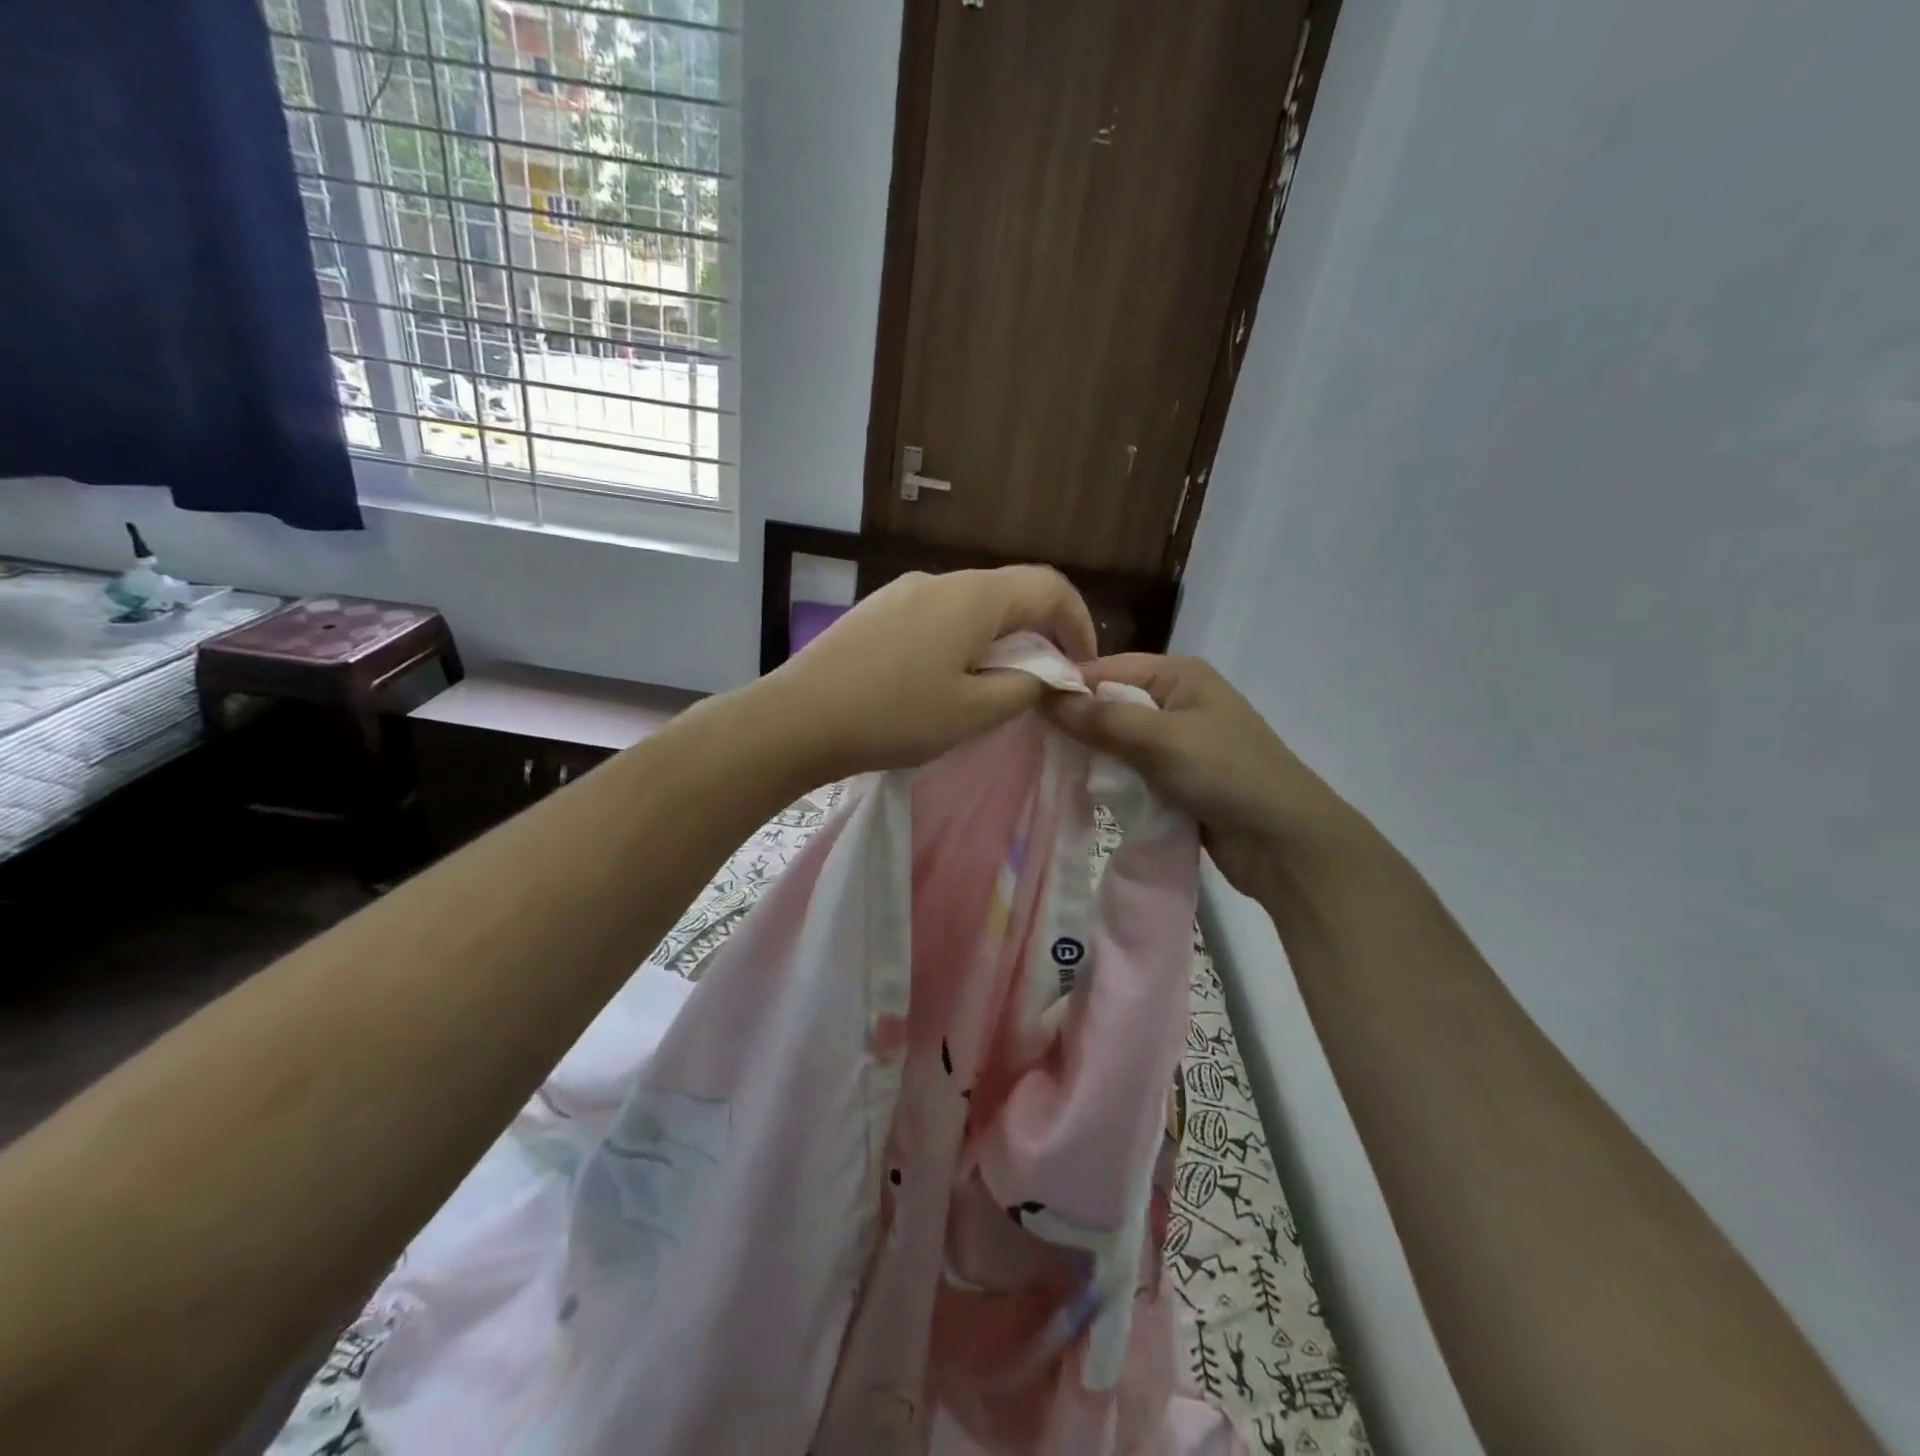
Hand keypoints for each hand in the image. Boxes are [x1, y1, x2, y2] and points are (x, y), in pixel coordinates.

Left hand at [761, 567, 1097, 780]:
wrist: (798, 718)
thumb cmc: (895, 715)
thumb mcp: (975, 711)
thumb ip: (1025, 686)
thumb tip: (1047, 673)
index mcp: (974, 596)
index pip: (1050, 588)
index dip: (1079, 623)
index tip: (1083, 666)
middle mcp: (941, 580)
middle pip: (1010, 594)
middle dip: (1039, 634)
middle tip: (1044, 681)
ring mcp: (903, 593)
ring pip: (972, 607)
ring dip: (998, 640)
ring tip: (995, 686)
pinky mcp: (877, 612)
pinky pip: (938, 617)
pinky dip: (962, 641)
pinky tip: (946, 680)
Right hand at [1047, 654, 1352, 895]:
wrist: (1285, 842)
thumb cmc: (1225, 773)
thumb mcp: (1159, 739)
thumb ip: (1100, 718)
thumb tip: (1043, 696)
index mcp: (1180, 674)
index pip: (1108, 668)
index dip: (1067, 685)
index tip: (1022, 706)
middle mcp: (1179, 700)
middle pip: (1112, 703)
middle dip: (1076, 722)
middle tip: (1029, 742)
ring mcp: (1180, 742)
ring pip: (1120, 740)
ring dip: (1092, 755)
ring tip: (1048, 767)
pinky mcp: (1179, 778)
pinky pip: (1133, 770)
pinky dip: (1112, 779)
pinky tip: (1082, 790)